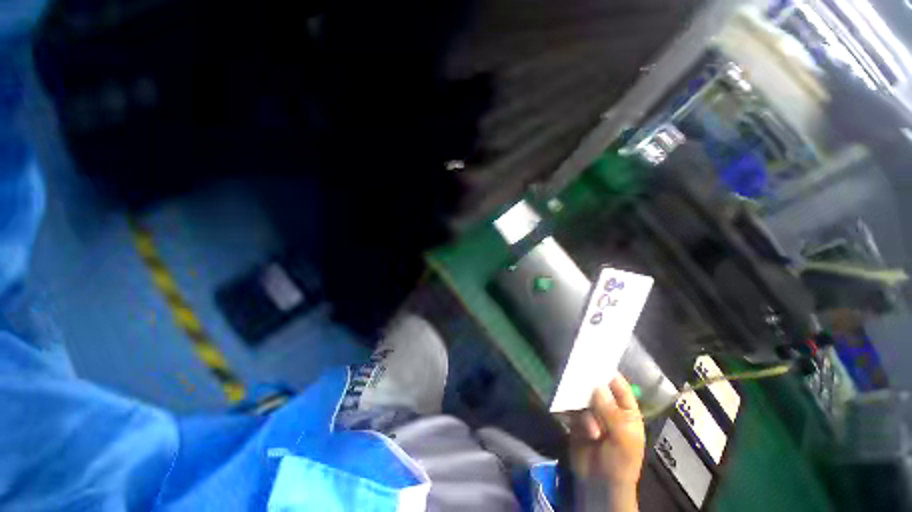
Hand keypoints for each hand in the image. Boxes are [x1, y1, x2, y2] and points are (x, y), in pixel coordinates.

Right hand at [570, 375, 644, 509]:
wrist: (600, 485)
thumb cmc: (620, 462)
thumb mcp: (622, 438)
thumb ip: (610, 411)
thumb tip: (596, 386)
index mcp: (626, 410)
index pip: (618, 385)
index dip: (607, 373)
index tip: (592, 359)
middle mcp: (608, 408)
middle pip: (596, 388)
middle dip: (588, 387)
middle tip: (576, 377)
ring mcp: (591, 414)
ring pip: (581, 398)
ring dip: (581, 409)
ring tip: (588, 428)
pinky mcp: (576, 420)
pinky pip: (570, 408)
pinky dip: (567, 409)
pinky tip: (566, 414)